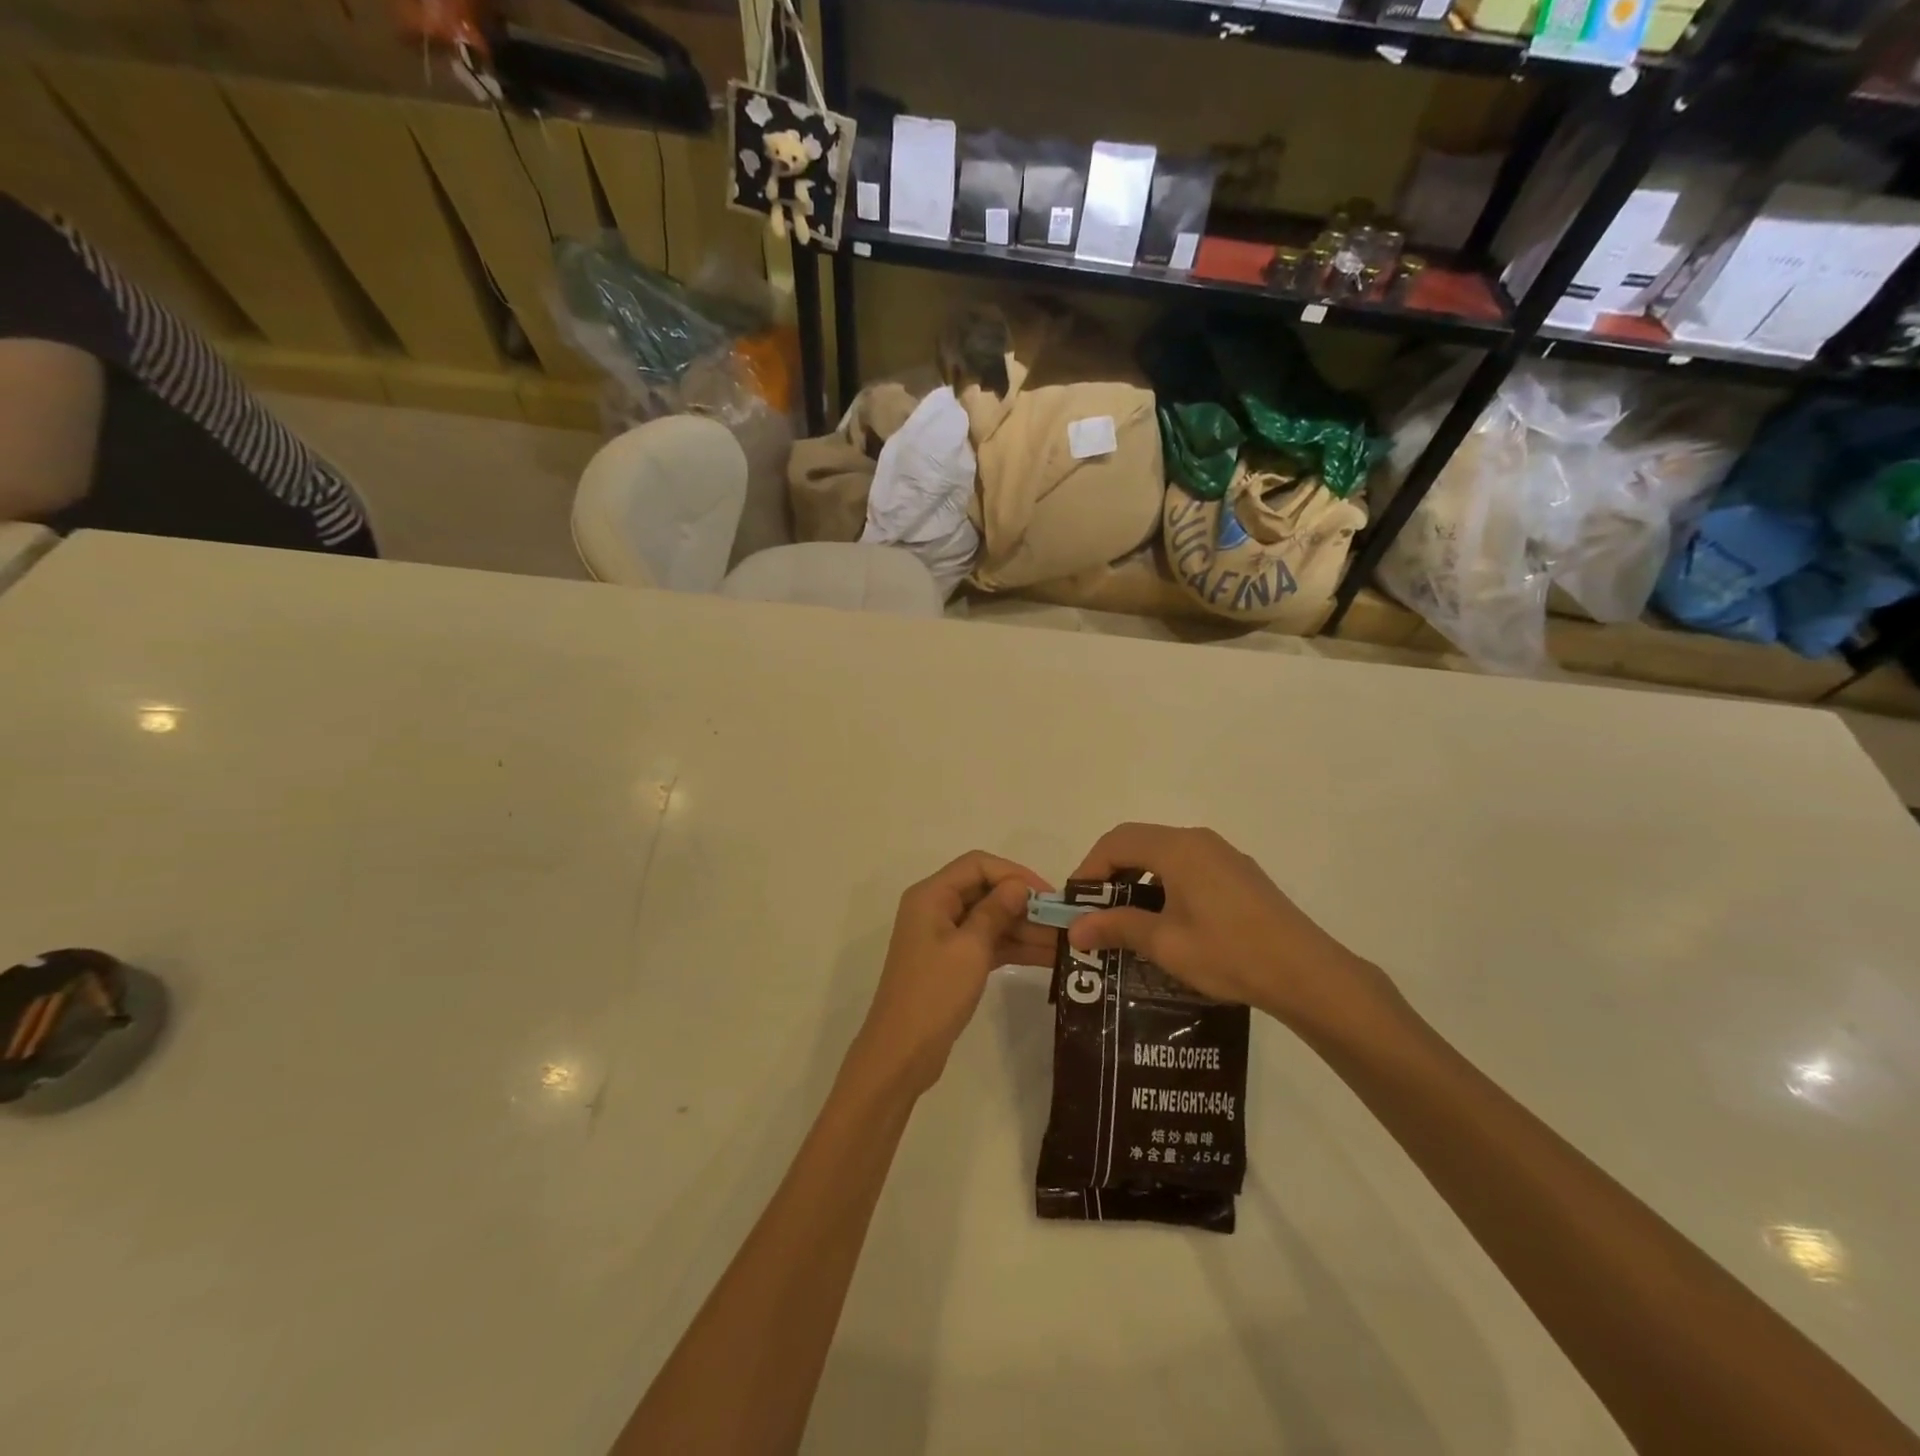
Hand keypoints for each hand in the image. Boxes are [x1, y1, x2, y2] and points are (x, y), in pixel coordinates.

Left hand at [848, 852, 1053, 1096]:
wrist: (902, 1052)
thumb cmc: (935, 993)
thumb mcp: (971, 948)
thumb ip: (996, 911)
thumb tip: (1019, 886)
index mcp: (931, 895)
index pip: (978, 865)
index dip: (1014, 873)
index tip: (1048, 894)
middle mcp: (936, 908)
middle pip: (985, 890)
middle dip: (1024, 904)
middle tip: (1064, 922)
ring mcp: (943, 936)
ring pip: (990, 919)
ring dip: (1024, 928)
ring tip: (1065, 942)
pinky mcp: (952, 961)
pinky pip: (987, 943)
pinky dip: (1013, 947)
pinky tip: (1048, 957)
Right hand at [1066, 824, 1402, 1036]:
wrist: (1307, 973)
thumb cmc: (1229, 953)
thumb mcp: (1165, 943)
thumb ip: (1117, 927)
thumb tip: (1075, 929)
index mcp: (1178, 848)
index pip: (1116, 841)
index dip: (1089, 868)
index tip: (1076, 903)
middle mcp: (1199, 840)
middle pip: (1139, 841)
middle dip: (1110, 871)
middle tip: (1095, 909)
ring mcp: (1224, 855)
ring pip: (1165, 854)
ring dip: (1137, 877)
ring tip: (1125, 917)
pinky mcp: (1240, 875)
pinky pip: (1188, 866)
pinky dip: (1164, 883)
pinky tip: (1166, 920)